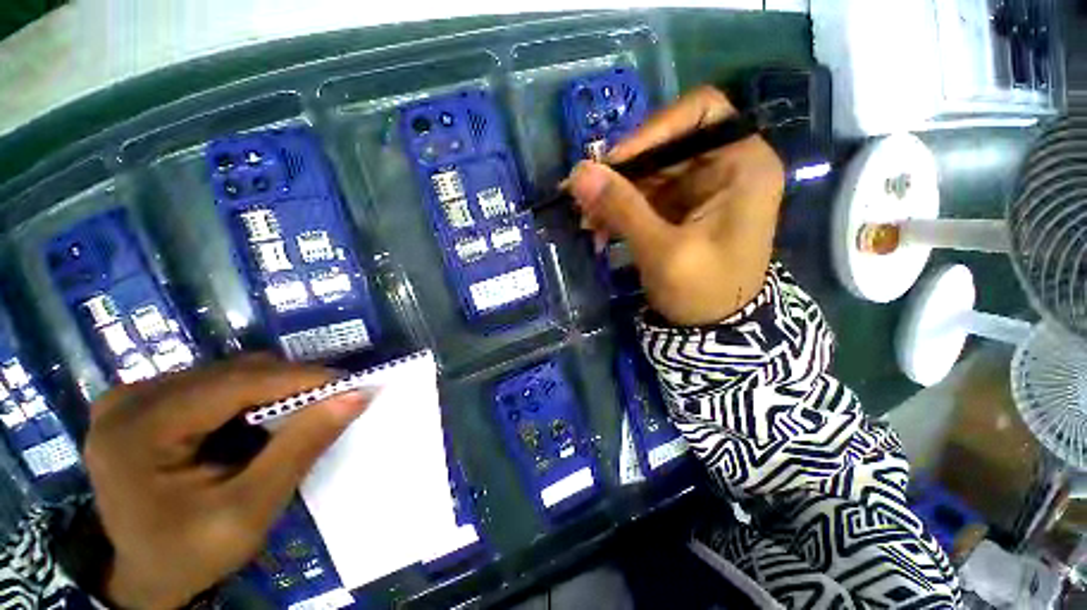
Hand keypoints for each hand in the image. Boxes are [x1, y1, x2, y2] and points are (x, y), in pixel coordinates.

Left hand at [84, 354, 368, 608]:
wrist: (140, 576)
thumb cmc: (189, 554)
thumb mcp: (249, 511)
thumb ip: (300, 448)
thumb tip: (356, 395)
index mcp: (139, 429)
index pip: (237, 383)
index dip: (302, 378)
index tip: (352, 384)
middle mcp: (130, 399)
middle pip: (232, 373)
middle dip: (290, 385)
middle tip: (331, 402)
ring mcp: (132, 397)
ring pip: (227, 373)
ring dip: (273, 390)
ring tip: (300, 414)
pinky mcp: (142, 402)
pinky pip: (213, 383)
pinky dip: (250, 397)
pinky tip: (260, 420)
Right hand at [568, 86, 784, 325]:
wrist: (714, 329)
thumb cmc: (702, 292)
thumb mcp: (661, 250)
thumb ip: (621, 208)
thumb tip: (577, 173)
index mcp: (742, 165)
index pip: (701, 112)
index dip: (653, 129)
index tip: (614, 163)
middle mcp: (724, 167)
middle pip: (665, 145)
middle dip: (621, 174)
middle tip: (584, 201)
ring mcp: (700, 188)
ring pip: (647, 173)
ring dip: (613, 196)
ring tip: (587, 223)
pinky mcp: (680, 208)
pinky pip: (643, 195)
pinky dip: (619, 210)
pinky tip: (599, 230)